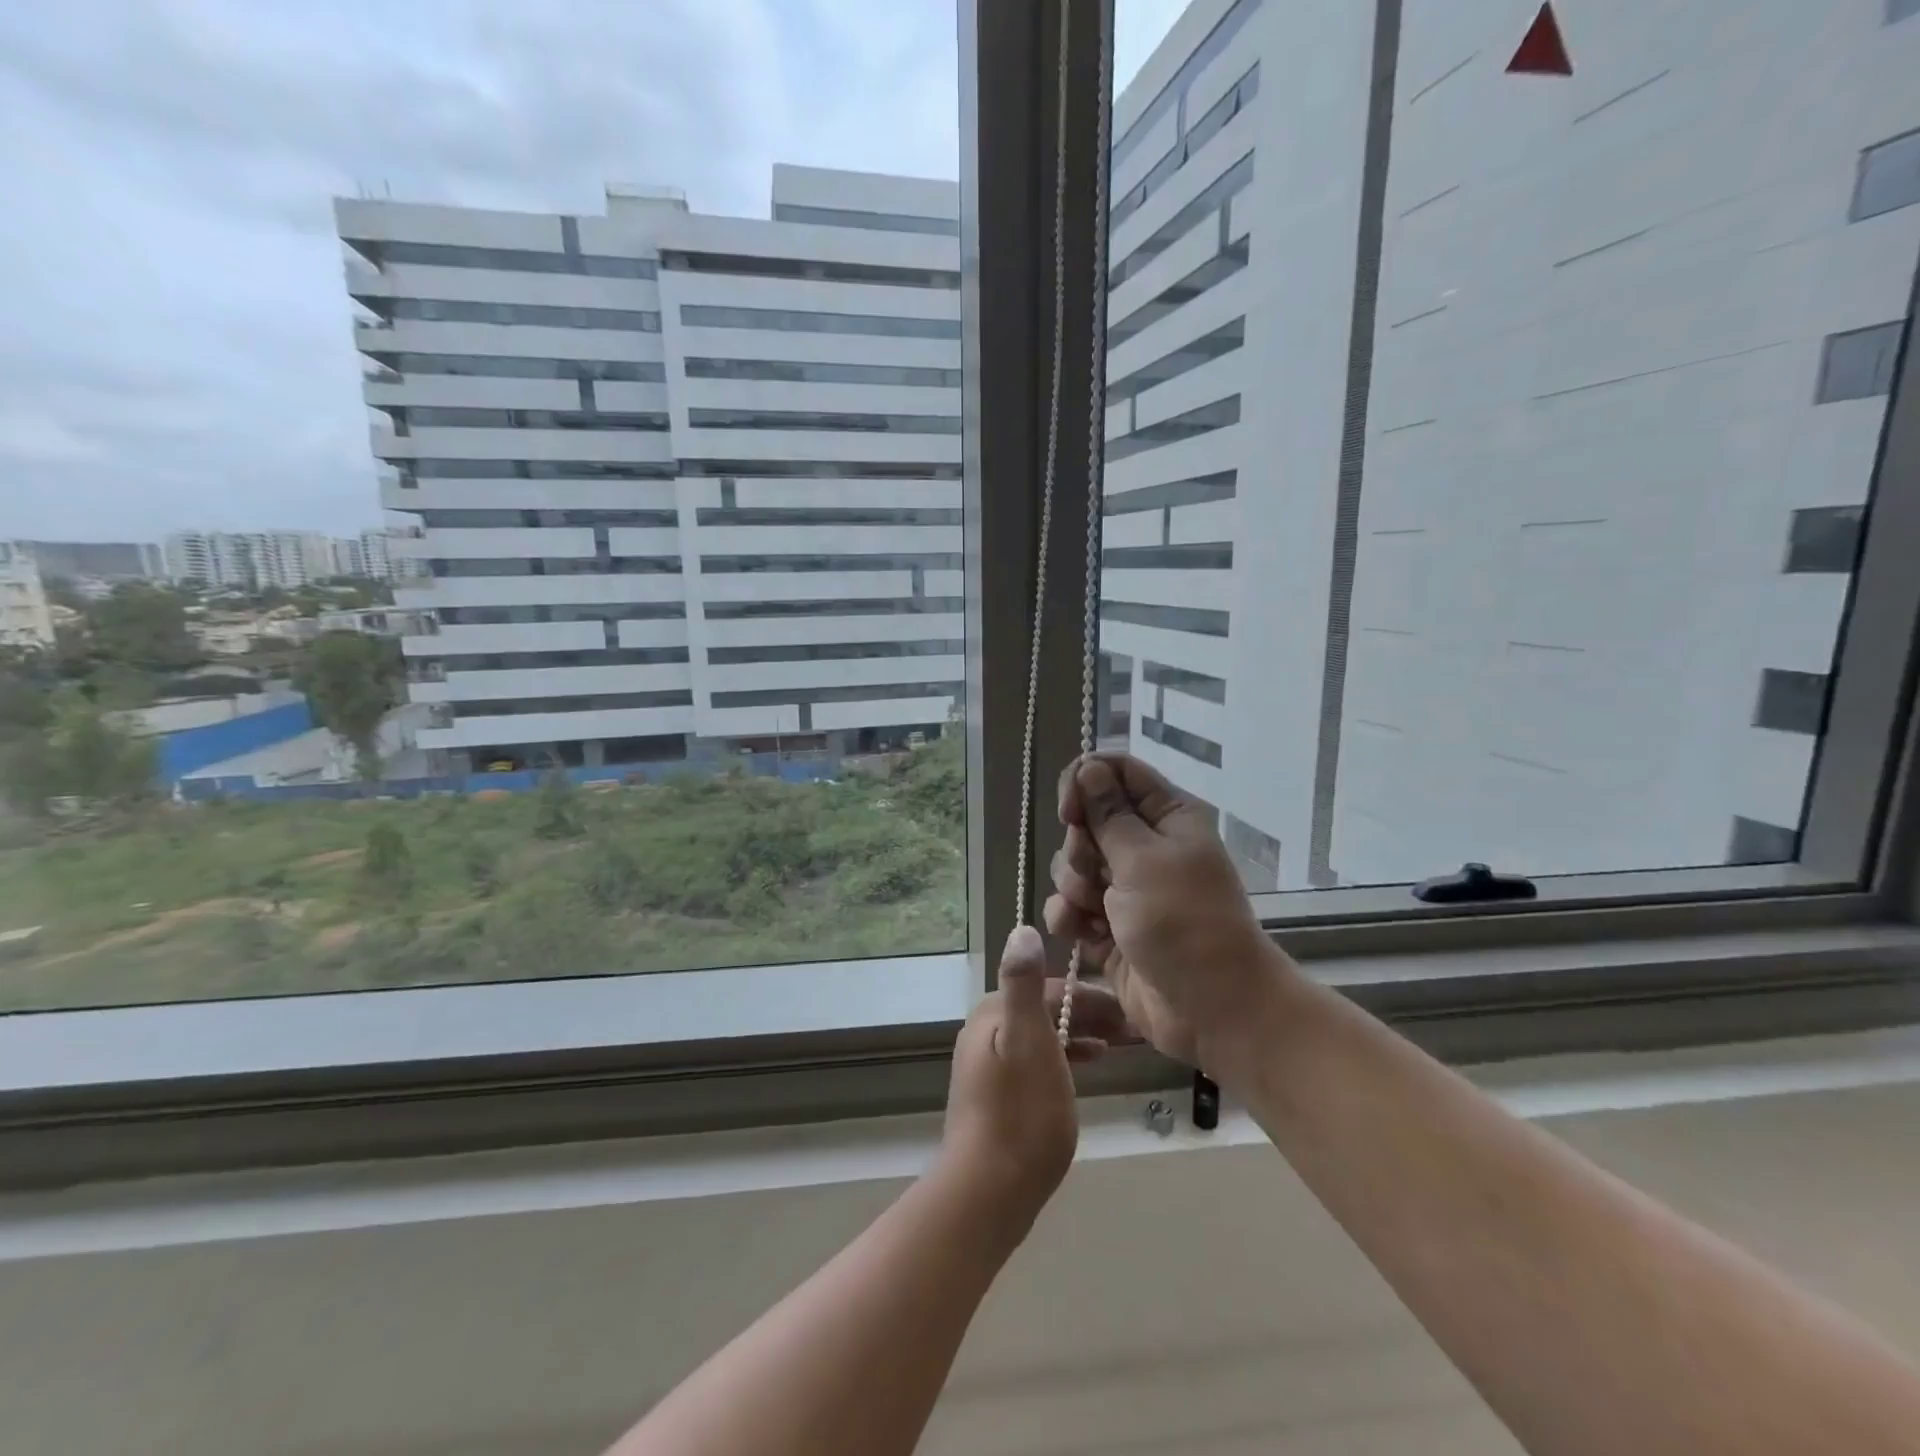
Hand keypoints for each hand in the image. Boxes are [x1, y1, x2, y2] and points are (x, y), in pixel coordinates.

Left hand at [938, 925, 1120, 1240]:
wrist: (986, 1192)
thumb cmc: (1019, 1114)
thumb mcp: (1028, 1042)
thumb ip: (1024, 985)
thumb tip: (1022, 928)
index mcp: (993, 1014)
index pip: (1047, 987)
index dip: (1088, 996)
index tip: (1127, 1010)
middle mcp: (986, 1031)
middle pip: (1044, 1010)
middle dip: (1087, 1015)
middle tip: (1132, 1031)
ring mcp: (988, 1065)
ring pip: (1043, 1036)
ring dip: (1079, 1036)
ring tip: (1118, 1048)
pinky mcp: (996, 1095)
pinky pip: (1037, 1062)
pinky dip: (1064, 1059)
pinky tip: (1086, 1070)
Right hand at [1043, 753, 1293, 1072]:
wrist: (1211, 1009)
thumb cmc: (1184, 923)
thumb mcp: (1143, 860)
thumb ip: (1108, 813)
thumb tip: (1089, 766)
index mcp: (1167, 817)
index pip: (1117, 772)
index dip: (1085, 782)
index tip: (1068, 810)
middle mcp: (1146, 846)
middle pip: (1088, 820)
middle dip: (1079, 846)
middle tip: (1095, 872)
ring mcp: (1126, 888)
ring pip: (1074, 865)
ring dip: (1074, 886)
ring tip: (1093, 910)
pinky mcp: (1108, 925)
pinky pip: (1071, 906)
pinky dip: (1070, 917)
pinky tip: (1081, 933)